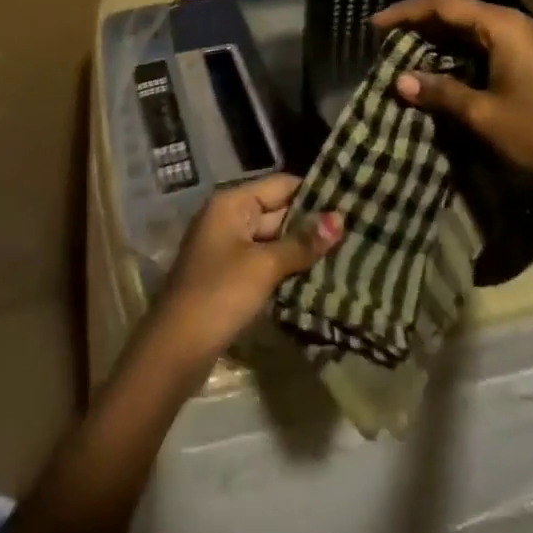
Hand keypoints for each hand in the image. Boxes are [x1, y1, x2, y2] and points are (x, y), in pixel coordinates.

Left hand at [152, 174, 343, 363]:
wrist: (176, 348)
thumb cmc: (220, 294)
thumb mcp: (264, 266)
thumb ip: (302, 243)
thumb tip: (339, 219)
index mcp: (231, 202)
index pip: (280, 185)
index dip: (313, 192)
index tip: (349, 200)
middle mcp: (228, 217)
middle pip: (277, 211)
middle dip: (311, 223)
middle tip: (356, 230)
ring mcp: (227, 247)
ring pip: (273, 239)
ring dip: (302, 248)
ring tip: (346, 252)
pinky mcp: (229, 276)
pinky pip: (264, 261)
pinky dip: (287, 267)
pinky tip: (318, 277)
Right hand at [373, 0, 532, 196]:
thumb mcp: (482, 114)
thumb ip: (440, 92)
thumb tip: (401, 81)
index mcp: (507, 27)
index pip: (445, 6)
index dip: (406, 13)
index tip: (375, 26)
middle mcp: (524, 24)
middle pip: (464, 12)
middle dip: (425, 23)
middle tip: (391, 37)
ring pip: (481, 27)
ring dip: (447, 36)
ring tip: (414, 49)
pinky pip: (497, 42)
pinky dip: (469, 49)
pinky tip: (451, 64)